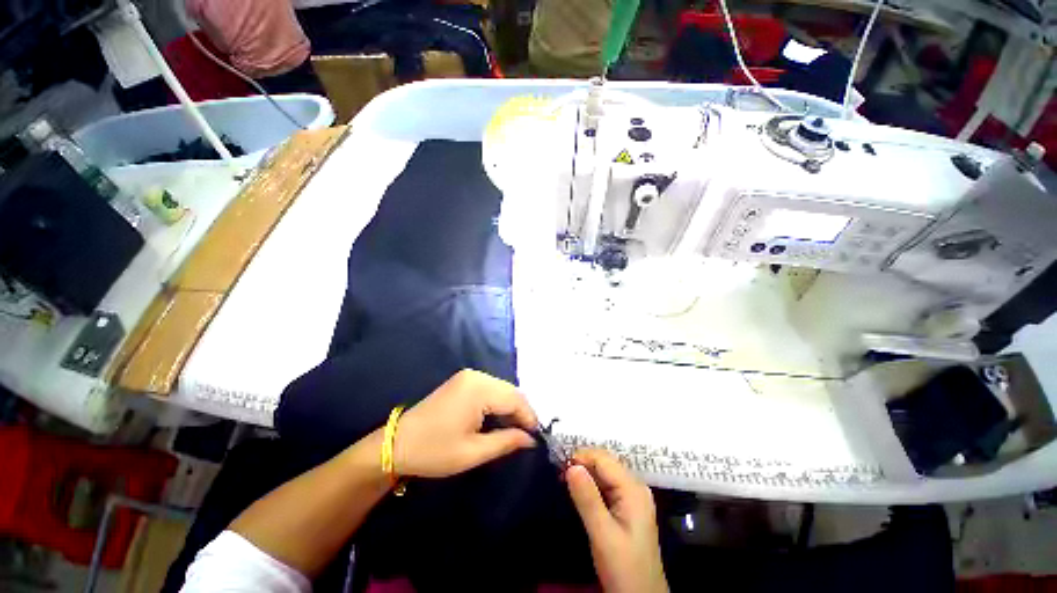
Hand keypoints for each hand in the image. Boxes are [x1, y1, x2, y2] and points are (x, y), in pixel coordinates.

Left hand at [394, 369, 537, 478]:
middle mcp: (476, 376)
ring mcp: (468, 376)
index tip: (537, 437)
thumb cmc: (434, 451)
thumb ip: (506, 442)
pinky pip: (490, 389)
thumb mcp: (472, 452)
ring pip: (502, 389)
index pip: (515, 399)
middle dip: (522, 412)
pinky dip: (499, 403)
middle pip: (510, 391)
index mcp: (479, 389)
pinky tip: (499, 419)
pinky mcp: (463, 381)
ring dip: (511, 407)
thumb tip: (531, 439)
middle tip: (528, 435)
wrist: (396, 444)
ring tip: (515, 429)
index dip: (529, 417)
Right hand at [566, 449, 667, 592]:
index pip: (604, 459)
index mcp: (633, 489)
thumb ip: (587, 499)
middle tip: (560, 475)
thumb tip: (571, 466)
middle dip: (582, 464)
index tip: (560, 467)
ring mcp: (631, 497)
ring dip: (585, 475)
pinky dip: (590, 486)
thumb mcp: (603, 535)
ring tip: (565, 481)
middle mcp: (634, 487)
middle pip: (605, 463)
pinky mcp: (626, 507)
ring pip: (604, 474)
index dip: (581, 457)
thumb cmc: (624, 568)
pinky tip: (579, 493)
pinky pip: (606, 486)